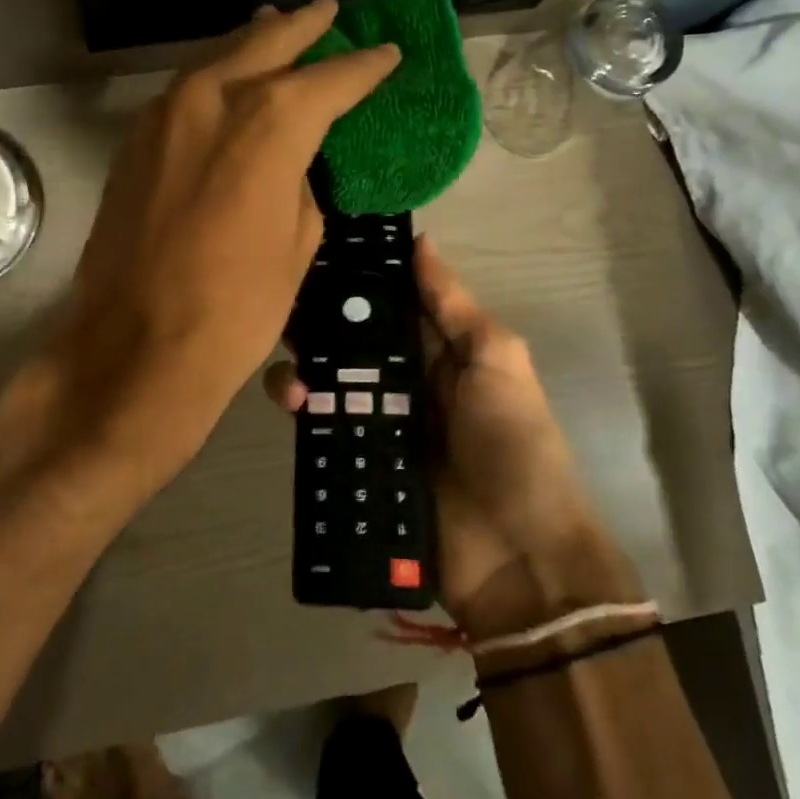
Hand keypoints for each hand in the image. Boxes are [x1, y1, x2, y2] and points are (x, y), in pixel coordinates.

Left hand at [49, 0, 399, 487]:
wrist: (135, 350)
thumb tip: (290, 163)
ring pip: (217, 60)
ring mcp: (162, 116)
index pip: (327, 81)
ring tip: (277, 25)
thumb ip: (299, 185)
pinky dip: (213, 77)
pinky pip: (184, 91)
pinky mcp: (133, 142)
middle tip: (329, 11)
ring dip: (252, 42)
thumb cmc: (235, 310)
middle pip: (265, 44)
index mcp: (268, 124)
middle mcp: (211, 101)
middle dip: (303, 27)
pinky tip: (227, 78)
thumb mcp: (297, 245)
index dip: (362, 67)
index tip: (387, 54)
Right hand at [264, 236, 639, 638]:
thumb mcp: (497, 362)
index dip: (354, 279)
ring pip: (325, 383)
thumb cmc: (514, 445)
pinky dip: (299, 412)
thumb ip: (454, 306)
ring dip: (300, 369)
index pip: (387, 304)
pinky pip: (320, 430)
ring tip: (291, 376)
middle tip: (282, 310)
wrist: (518, 557)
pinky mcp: (357, 464)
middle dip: (315, 324)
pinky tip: (289, 404)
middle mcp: (402, 381)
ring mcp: (377, 424)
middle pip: (348, 342)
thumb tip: (419, 241)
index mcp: (438, 351)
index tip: (311, 252)